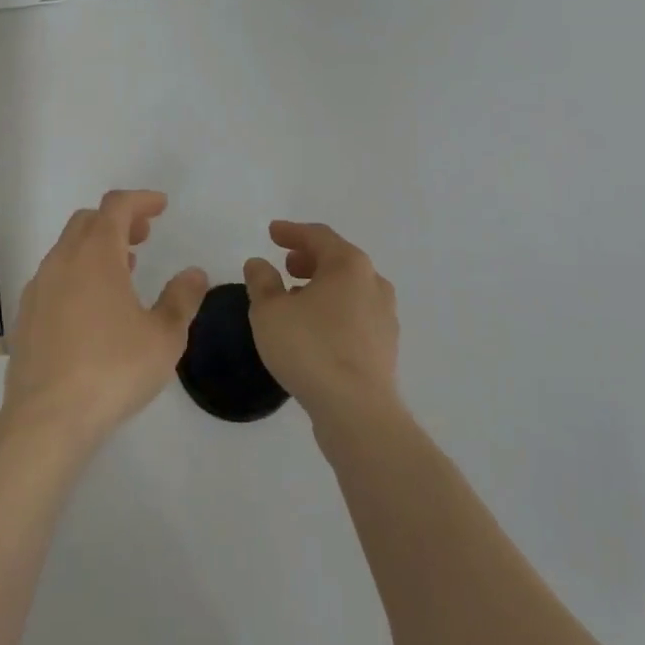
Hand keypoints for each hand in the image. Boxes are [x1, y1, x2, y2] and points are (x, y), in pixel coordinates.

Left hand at [1, 191, 208, 449]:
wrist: (46, 418)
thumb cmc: (112, 370)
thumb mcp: (164, 337)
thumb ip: (181, 299)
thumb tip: (194, 273)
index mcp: (96, 254)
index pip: (117, 206)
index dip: (140, 200)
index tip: (161, 206)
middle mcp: (63, 260)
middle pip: (89, 221)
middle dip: (118, 220)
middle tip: (144, 235)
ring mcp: (39, 287)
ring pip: (68, 248)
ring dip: (97, 246)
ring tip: (123, 268)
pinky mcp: (26, 315)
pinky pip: (55, 276)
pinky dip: (78, 272)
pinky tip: (93, 305)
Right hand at [245, 221, 399, 426]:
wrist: (358, 412)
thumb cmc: (310, 349)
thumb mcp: (269, 311)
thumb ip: (261, 281)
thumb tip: (259, 263)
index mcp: (349, 265)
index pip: (318, 236)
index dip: (292, 231)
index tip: (272, 232)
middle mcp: (373, 283)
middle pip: (338, 260)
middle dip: (309, 259)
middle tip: (286, 265)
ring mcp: (385, 316)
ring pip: (349, 289)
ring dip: (322, 287)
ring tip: (295, 300)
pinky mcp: (386, 347)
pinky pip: (355, 315)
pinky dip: (334, 311)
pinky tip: (315, 330)